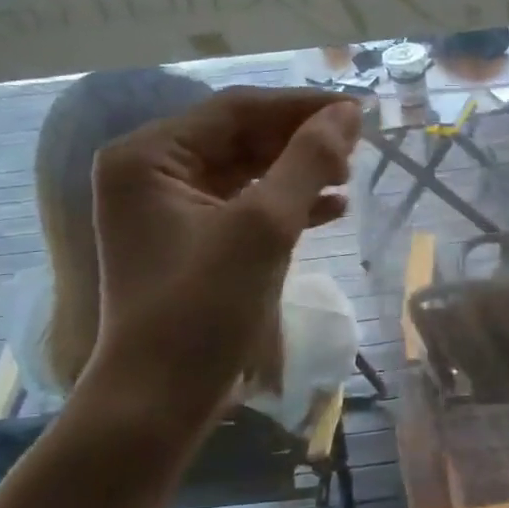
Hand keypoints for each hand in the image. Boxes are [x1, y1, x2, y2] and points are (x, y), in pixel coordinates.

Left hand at [84, 86, 360, 429]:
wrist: (161, 401)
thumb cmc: (203, 308)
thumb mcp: (263, 227)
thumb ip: (307, 162)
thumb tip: (348, 113)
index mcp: (150, 156)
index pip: (236, 110)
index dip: (301, 106)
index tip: (359, 110)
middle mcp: (153, 173)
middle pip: (241, 137)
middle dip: (301, 141)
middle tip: (357, 149)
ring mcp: (171, 210)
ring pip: (248, 171)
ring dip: (299, 171)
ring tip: (349, 178)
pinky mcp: (193, 242)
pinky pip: (246, 205)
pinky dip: (288, 204)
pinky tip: (333, 209)